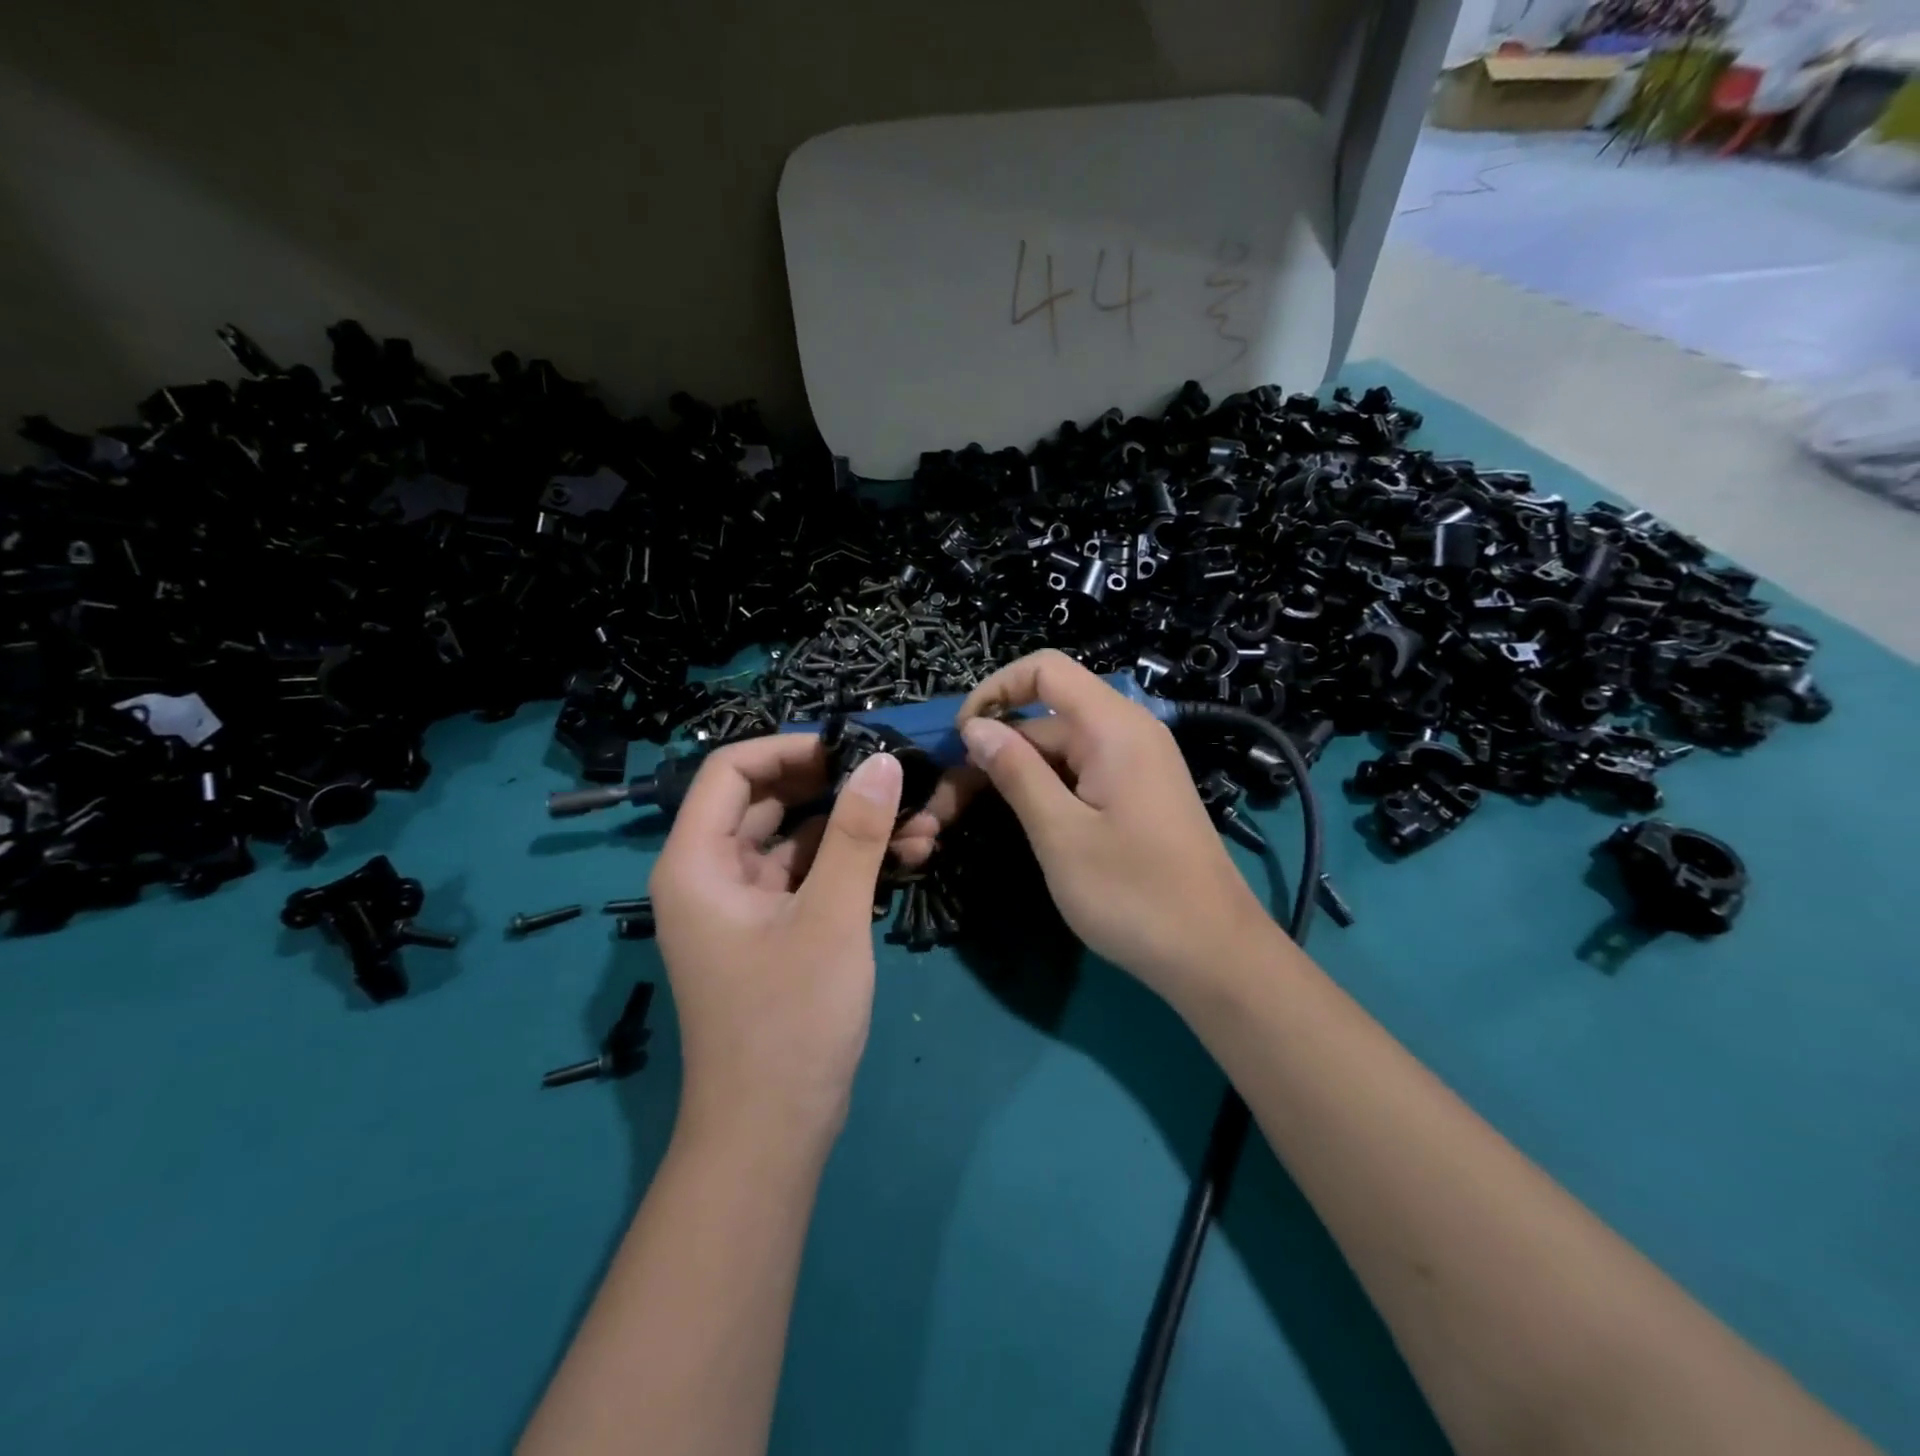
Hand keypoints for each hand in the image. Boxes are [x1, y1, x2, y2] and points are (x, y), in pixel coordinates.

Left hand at [648, 736, 902, 1145]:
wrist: (773, 1132)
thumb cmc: (789, 1020)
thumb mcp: (830, 917)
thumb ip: (858, 833)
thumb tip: (883, 761)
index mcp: (697, 863)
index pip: (731, 771)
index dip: (790, 748)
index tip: (852, 748)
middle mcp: (711, 875)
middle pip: (767, 800)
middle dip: (835, 788)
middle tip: (896, 779)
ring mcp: (743, 904)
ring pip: (798, 840)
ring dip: (854, 828)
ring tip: (922, 824)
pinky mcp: (773, 929)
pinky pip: (811, 876)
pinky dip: (852, 864)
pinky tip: (908, 856)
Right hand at [953, 651, 1271, 995]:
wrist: (1213, 955)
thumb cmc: (1134, 894)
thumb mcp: (1060, 833)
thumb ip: (1016, 772)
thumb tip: (975, 726)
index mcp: (1113, 728)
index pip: (1045, 670)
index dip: (994, 690)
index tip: (960, 738)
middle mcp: (1127, 732)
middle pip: (1044, 718)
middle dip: (993, 750)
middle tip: (946, 806)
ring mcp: (1135, 764)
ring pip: (1058, 750)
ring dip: (1012, 775)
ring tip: (965, 818)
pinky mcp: (1136, 794)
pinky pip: (1080, 773)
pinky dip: (1043, 790)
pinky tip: (1018, 822)